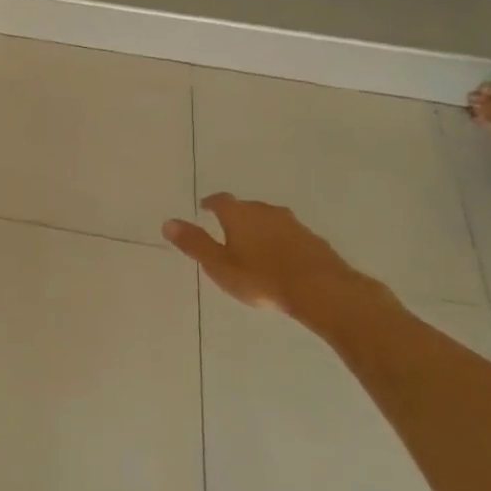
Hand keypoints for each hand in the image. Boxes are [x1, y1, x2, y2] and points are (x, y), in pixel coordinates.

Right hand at [163, 193, 368, 319]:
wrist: (322, 290)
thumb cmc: (261, 278)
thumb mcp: (219, 265)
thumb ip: (194, 244)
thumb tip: (168, 222)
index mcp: (240, 215)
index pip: (221, 200)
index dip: (210, 202)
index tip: (204, 207)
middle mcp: (266, 211)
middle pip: (246, 207)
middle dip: (235, 215)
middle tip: (225, 228)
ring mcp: (293, 224)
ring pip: (269, 219)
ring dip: (258, 227)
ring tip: (251, 243)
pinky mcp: (313, 240)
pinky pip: (288, 234)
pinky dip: (278, 240)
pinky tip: (279, 257)